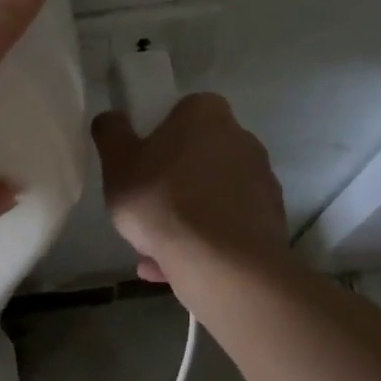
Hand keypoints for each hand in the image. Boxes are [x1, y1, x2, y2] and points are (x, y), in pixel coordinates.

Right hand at [91, 93, 288, 284]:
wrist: (223, 264)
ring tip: (153, 251)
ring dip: (185, 217)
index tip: (140, 163)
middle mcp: (242, 139)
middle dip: (172, 181)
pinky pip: (226, 225)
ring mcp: (261, 181)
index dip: (158, 136)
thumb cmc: (162, 201)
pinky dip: (204, 241)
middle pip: (197, 155)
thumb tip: (111, 117)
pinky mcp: (269, 220)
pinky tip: (174, 268)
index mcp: (207, 114)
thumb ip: (111, 134)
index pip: (182, 112)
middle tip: (143, 209)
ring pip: (210, 195)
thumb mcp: (117, 164)